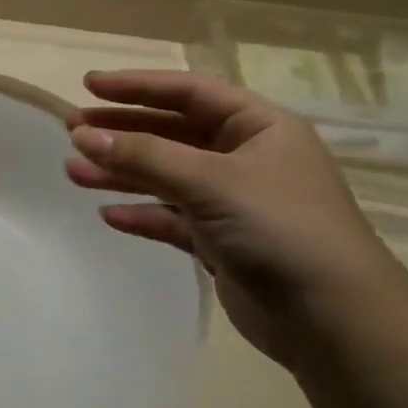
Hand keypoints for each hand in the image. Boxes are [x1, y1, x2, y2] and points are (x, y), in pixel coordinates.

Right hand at [66, 70, 407, 363]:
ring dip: (122, 173)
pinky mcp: (223, 241)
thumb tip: (82, 136)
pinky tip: (108, 216)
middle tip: (72, 130)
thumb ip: (143, 156)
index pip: (189, 92)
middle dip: (121, 132)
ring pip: (166, 176)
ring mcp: (234, 201)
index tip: (89, 86)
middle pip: (172, 133)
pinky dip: (142, 214)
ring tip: (74, 172)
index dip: (138, 86)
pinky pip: (172, 217)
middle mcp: (246, 158)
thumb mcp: (209, 181)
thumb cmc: (279, 228)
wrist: (335, 322)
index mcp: (259, 128)